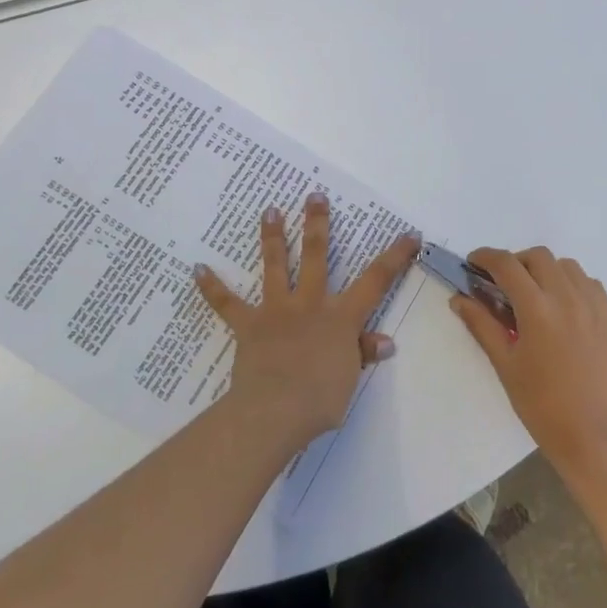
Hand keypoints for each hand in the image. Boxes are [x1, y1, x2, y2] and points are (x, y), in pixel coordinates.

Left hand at [194, 195, 419, 450]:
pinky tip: (197, 269)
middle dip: (318, 224)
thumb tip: (384, 341)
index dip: (395, 257)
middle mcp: (310, 304)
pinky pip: (227, 304)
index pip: (376, 281)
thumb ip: (362, 354)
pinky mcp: (248, 325)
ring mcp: (277, 311)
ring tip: (270, 210)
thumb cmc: (319, 400)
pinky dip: (212, 287)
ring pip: (276, 266)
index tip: (409, 234)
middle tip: (314, 195)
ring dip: (273, 237)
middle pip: (317, 256)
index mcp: (341, 317)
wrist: (273, 412)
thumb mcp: (350, 379)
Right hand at [451, 248, 606, 478]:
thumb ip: (482, 325)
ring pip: (566, 265)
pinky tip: (564, 306)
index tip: (474, 263)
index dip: (486, 257)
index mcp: (537, 308)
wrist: (593, 435)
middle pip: (538, 256)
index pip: (506, 264)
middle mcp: (567, 297)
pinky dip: (572, 283)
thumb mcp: (505, 365)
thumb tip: (458, 299)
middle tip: (503, 283)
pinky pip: (590, 283)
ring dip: (545, 270)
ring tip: (535, 294)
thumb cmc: (541, 404)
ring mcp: (593, 305)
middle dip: (516, 262)